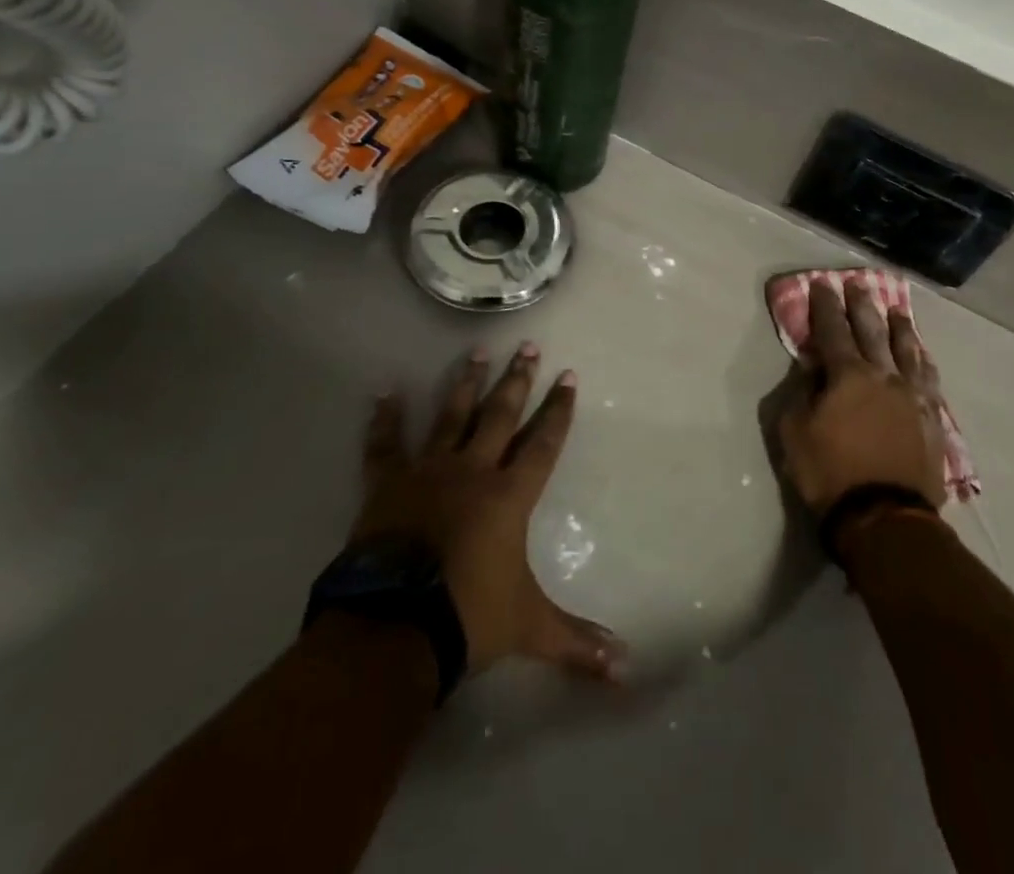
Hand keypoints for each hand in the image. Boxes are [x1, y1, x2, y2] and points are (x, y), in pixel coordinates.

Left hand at [348, 344, 624, 680]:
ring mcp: (428, 472)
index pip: (543, 443)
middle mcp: (473, 471)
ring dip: (466, 382)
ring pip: (451, 416)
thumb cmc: (468, 618)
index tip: (568, 377)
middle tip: (528, 345)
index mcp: (509, 496)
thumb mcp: (530, 629)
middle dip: (518, 380)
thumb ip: (578, 643)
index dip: (558, 410)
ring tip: (476, 350)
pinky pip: (385, 445)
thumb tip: (627, 668)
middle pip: (500, 415)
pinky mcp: (388, 484)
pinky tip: (385, 392)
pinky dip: (385, 419)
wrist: (394, 627)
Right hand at [778, 280, 946, 517]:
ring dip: (899, 327)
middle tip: (858, 284)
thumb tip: (812, 369)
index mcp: (847, 375)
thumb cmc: (830, 473)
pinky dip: (923, 360)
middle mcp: (883, 375)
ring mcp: (913, 396)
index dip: (825, 306)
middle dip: (862, 305)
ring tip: (896, 310)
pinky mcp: (931, 418)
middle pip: (872, 331)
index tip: (822, 284)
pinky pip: (929, 379)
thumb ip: (801, 393)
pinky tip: (922, 354)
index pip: (833, 330)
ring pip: (907, 350)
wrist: (885, 516)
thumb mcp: (795, 432)